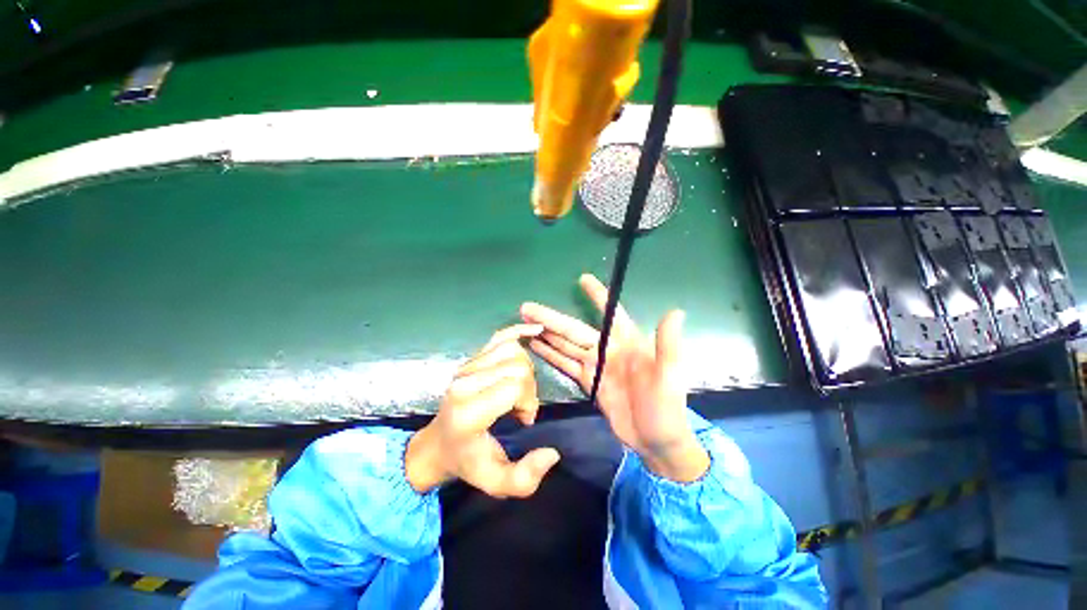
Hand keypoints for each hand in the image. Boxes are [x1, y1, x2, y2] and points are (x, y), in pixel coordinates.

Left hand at [405, 325, 560, 496]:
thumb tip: (552, 453)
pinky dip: (519, 332)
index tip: (524, 419)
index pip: (514, 385)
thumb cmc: (467, 461)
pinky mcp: (471, 359)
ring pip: (512, 350)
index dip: (529, 401)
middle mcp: (465, 383)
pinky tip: (535, 330)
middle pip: (517, 366)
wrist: (437, 444)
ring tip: (518, 389)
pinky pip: (500, 336)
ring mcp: (466, 367)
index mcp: (469, 411)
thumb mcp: (495, 482)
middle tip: (521, 408)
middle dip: (529, 388)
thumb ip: (525, 478)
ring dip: (525, 369)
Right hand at [521, 274, 708, 482]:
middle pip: (574, 329)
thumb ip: (667, 345)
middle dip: (551, 317)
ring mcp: (595, 366)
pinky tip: (536, 345)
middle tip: (527, 307)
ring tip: (525, 323)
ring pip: (566, 345)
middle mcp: (607, 349)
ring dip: (546, 333)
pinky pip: (565, 364)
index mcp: (627, 342)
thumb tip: (676, 311)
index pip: (610, 313)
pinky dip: (550, 355)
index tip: (583, 279)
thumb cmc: (667, 408)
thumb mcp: (670, 376)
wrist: (657, 442)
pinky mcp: (587, 382)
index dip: (598, 296)